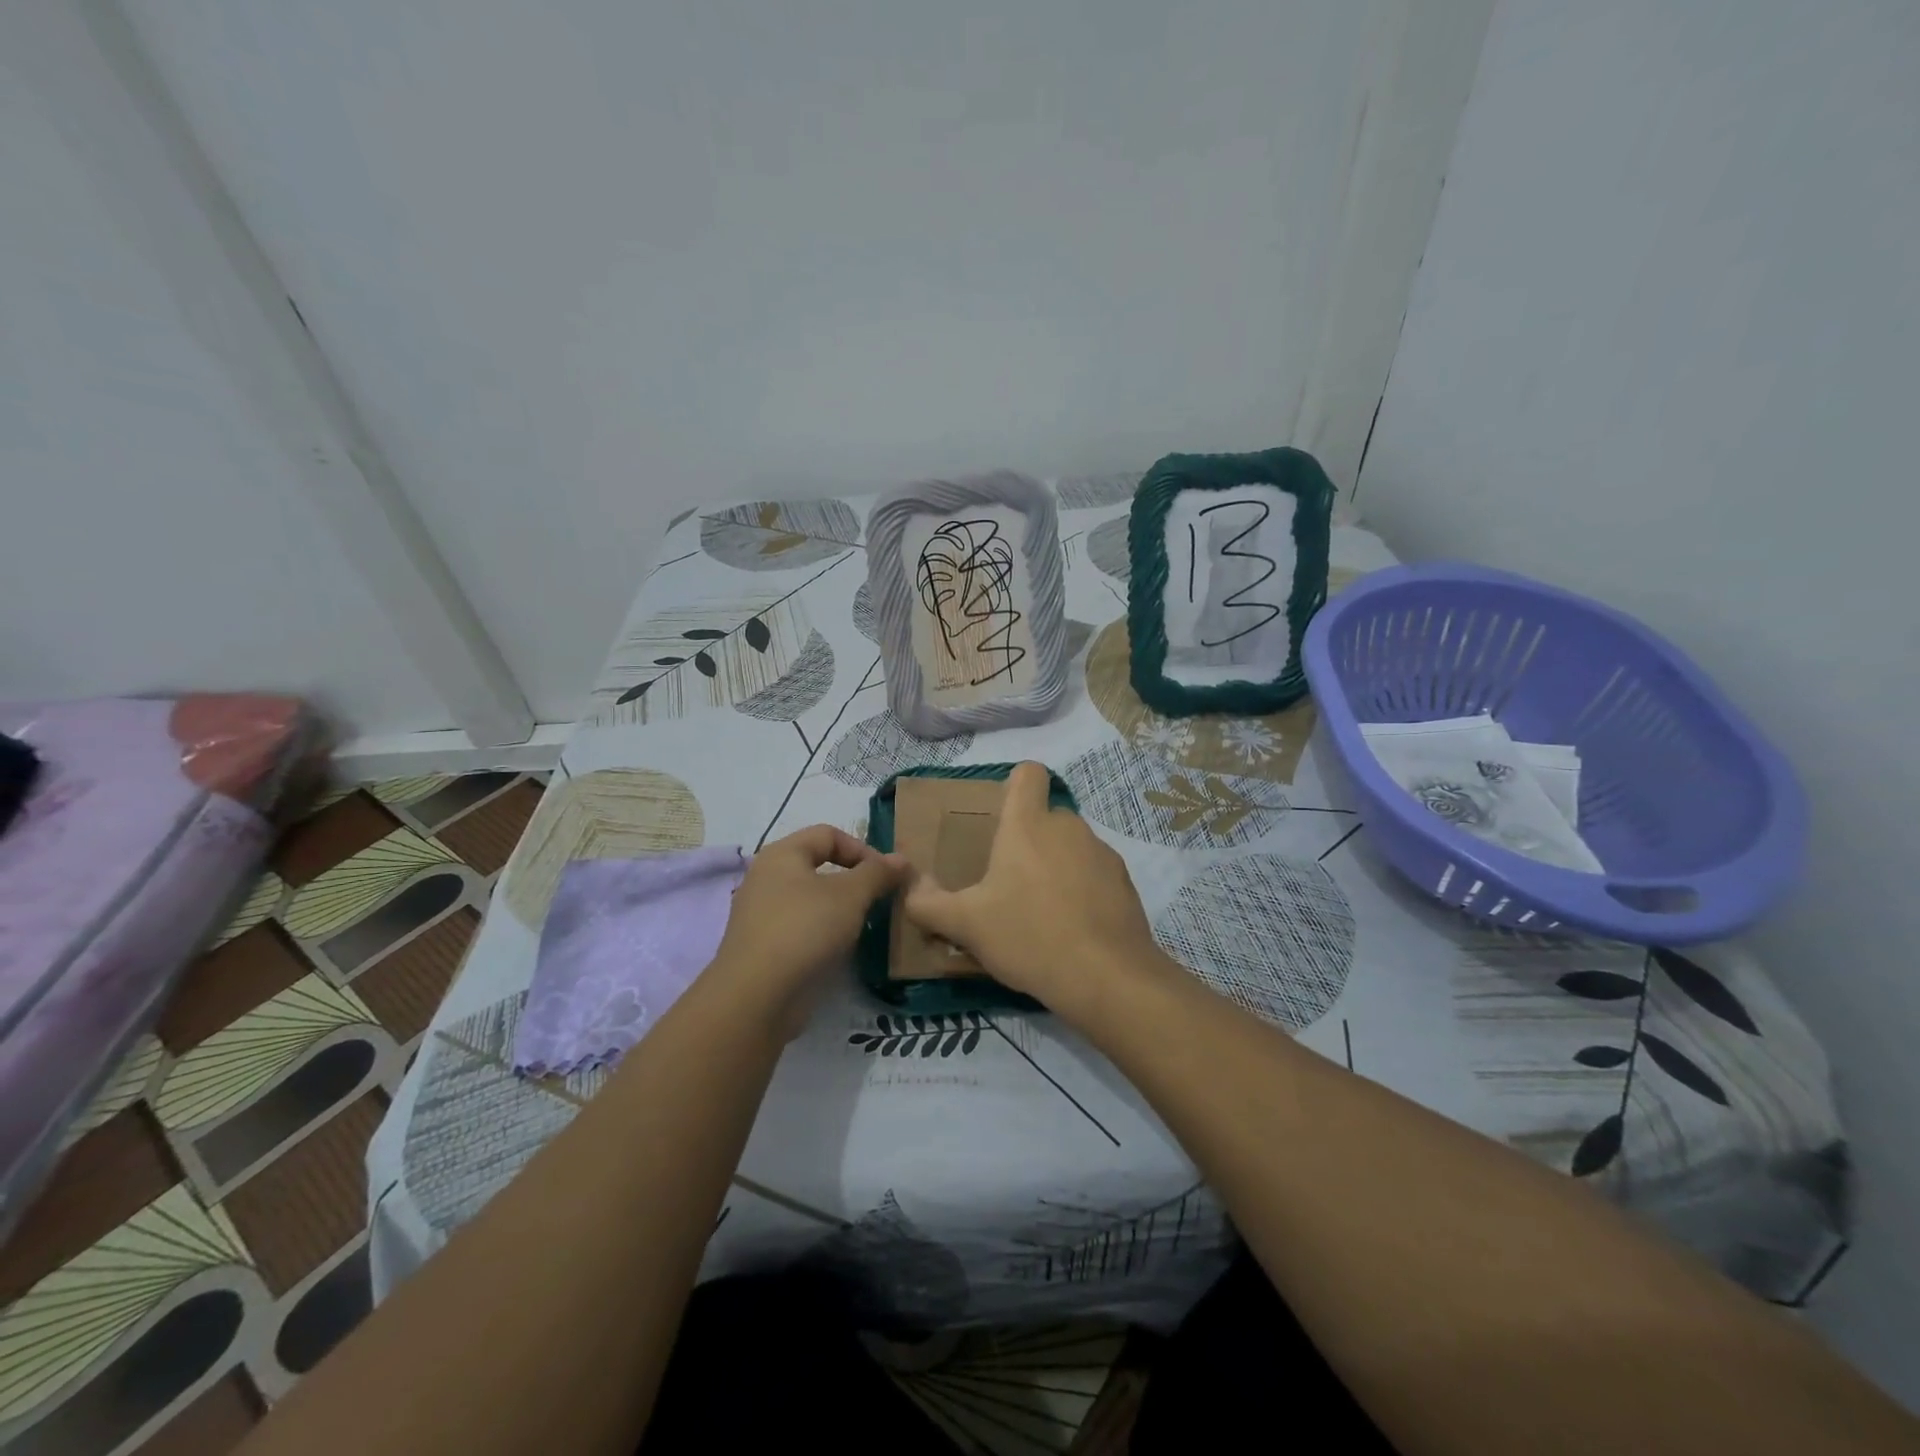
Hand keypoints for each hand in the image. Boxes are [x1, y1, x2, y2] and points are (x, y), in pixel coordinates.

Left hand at [712, 825, 905, 1033]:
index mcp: (782, 854)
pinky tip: (838, 949)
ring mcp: (761, 913)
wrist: (756, 997)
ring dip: (840, 907)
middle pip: (818, 865)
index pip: (829, 834)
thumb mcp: (850, 896)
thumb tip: (901, 859)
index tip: (886, 876)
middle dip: (854, 879)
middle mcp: (767, 877)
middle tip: (879, 900)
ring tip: (863, 925)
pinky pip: (801, 926)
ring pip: (810, 898)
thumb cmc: (805, 930)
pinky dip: (823, 931)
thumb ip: (877, 873)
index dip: (862, 849)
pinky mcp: (763, 946)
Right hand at [903, 762, 1162, 1019]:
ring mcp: (1101, 852)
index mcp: (1028, 824)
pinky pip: (1094, 873)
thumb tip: (910, 885)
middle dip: (1028, 841)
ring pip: (1071, 846)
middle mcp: (1068, 827)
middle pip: (1046, 816)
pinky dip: (1083, 890)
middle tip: (1008, 882)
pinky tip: (1072, 928)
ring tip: (1041, 911)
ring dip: (1056, 866)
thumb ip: (927, 903)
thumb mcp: (965, 925)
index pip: (1028, 773)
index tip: (1001, 816)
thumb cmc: (1028, 937)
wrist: (1106, 977)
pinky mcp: (1124, 882)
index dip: (1015, 785)